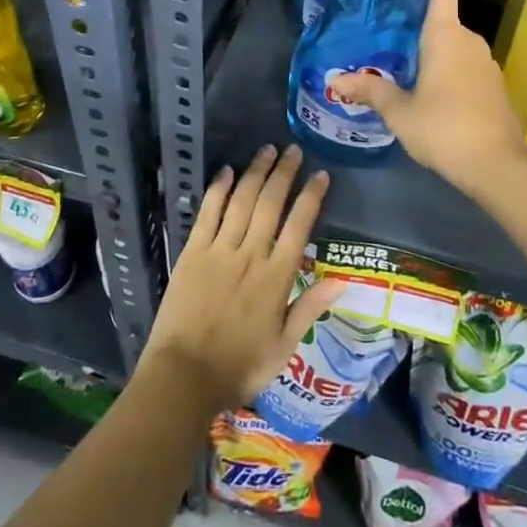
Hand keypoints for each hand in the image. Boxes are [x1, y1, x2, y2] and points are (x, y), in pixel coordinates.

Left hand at [139, 144, 342, 412]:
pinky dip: (219, 189)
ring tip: (267, 150)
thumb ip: (310, 309)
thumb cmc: (239, 367)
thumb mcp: (283, 346)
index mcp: (276, 278)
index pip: (299, 225)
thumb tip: (342, 281)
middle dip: (284, 173)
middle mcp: (250, 255)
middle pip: (271, 203)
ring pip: (242, 201)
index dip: (311, 196)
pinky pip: (208, 212)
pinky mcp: (193, 252)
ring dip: (256, 172)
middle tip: (293, 150)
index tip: (320, 175)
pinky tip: (227, 171)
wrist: (184, 377)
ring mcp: (219, 250)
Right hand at [331, 0, 526, 190]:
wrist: (497, 165)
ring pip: (455, 46)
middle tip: (386, 47)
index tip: (400, 2)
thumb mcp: (399, 112)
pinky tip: (431, 98)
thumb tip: (336, 79)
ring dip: (434, 55)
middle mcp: (469, 40)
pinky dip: (450, 74)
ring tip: (403, 73)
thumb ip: (370, 91)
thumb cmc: (443, 128)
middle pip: (444, 19)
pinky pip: (467, 67)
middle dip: (417, 31)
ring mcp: (487, 63)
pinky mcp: (495, 86)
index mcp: (445, 34)